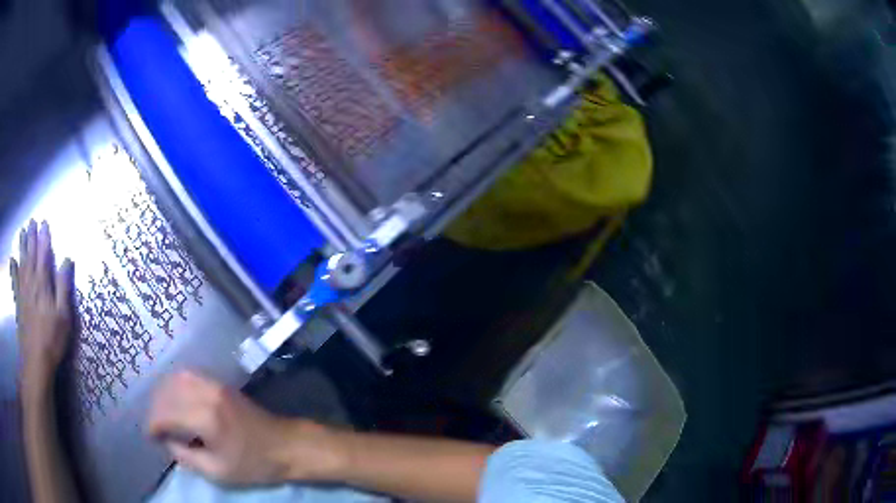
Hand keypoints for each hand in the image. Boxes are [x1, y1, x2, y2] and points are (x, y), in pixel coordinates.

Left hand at [11, 221, 74, 396]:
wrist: (35, 360)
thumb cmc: (51, 339)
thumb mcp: (63, 316)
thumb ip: (63, 286)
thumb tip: (67, 259)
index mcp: (43, 282)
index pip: (43, 253)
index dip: (44, 237)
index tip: (44, 222)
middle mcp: (31, 281)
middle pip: (31, 254)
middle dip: (31, 237)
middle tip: (32, 221)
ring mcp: (23, 291)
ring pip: (22, 262)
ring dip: (22, 246)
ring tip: (22, 232)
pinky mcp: (18, 302)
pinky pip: (15, 280)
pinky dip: (13, 268)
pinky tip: (12, 260)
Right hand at [147, 372, 344, 485]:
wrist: (287, 445)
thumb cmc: (254, 464)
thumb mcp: (218, 471)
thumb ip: (186, 456)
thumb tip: (167, 441)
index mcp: (205, 417)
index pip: (165, 413)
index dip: (153, 425)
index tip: (151, 437)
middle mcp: (206, 393)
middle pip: (167, 392)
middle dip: (155, 408)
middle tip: (155, 427)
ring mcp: (215, 384)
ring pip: (176, 378)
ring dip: (163, 394)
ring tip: (162, 413)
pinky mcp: (221, 383)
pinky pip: (190, 375)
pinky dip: (176, 385)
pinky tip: (175, 400)